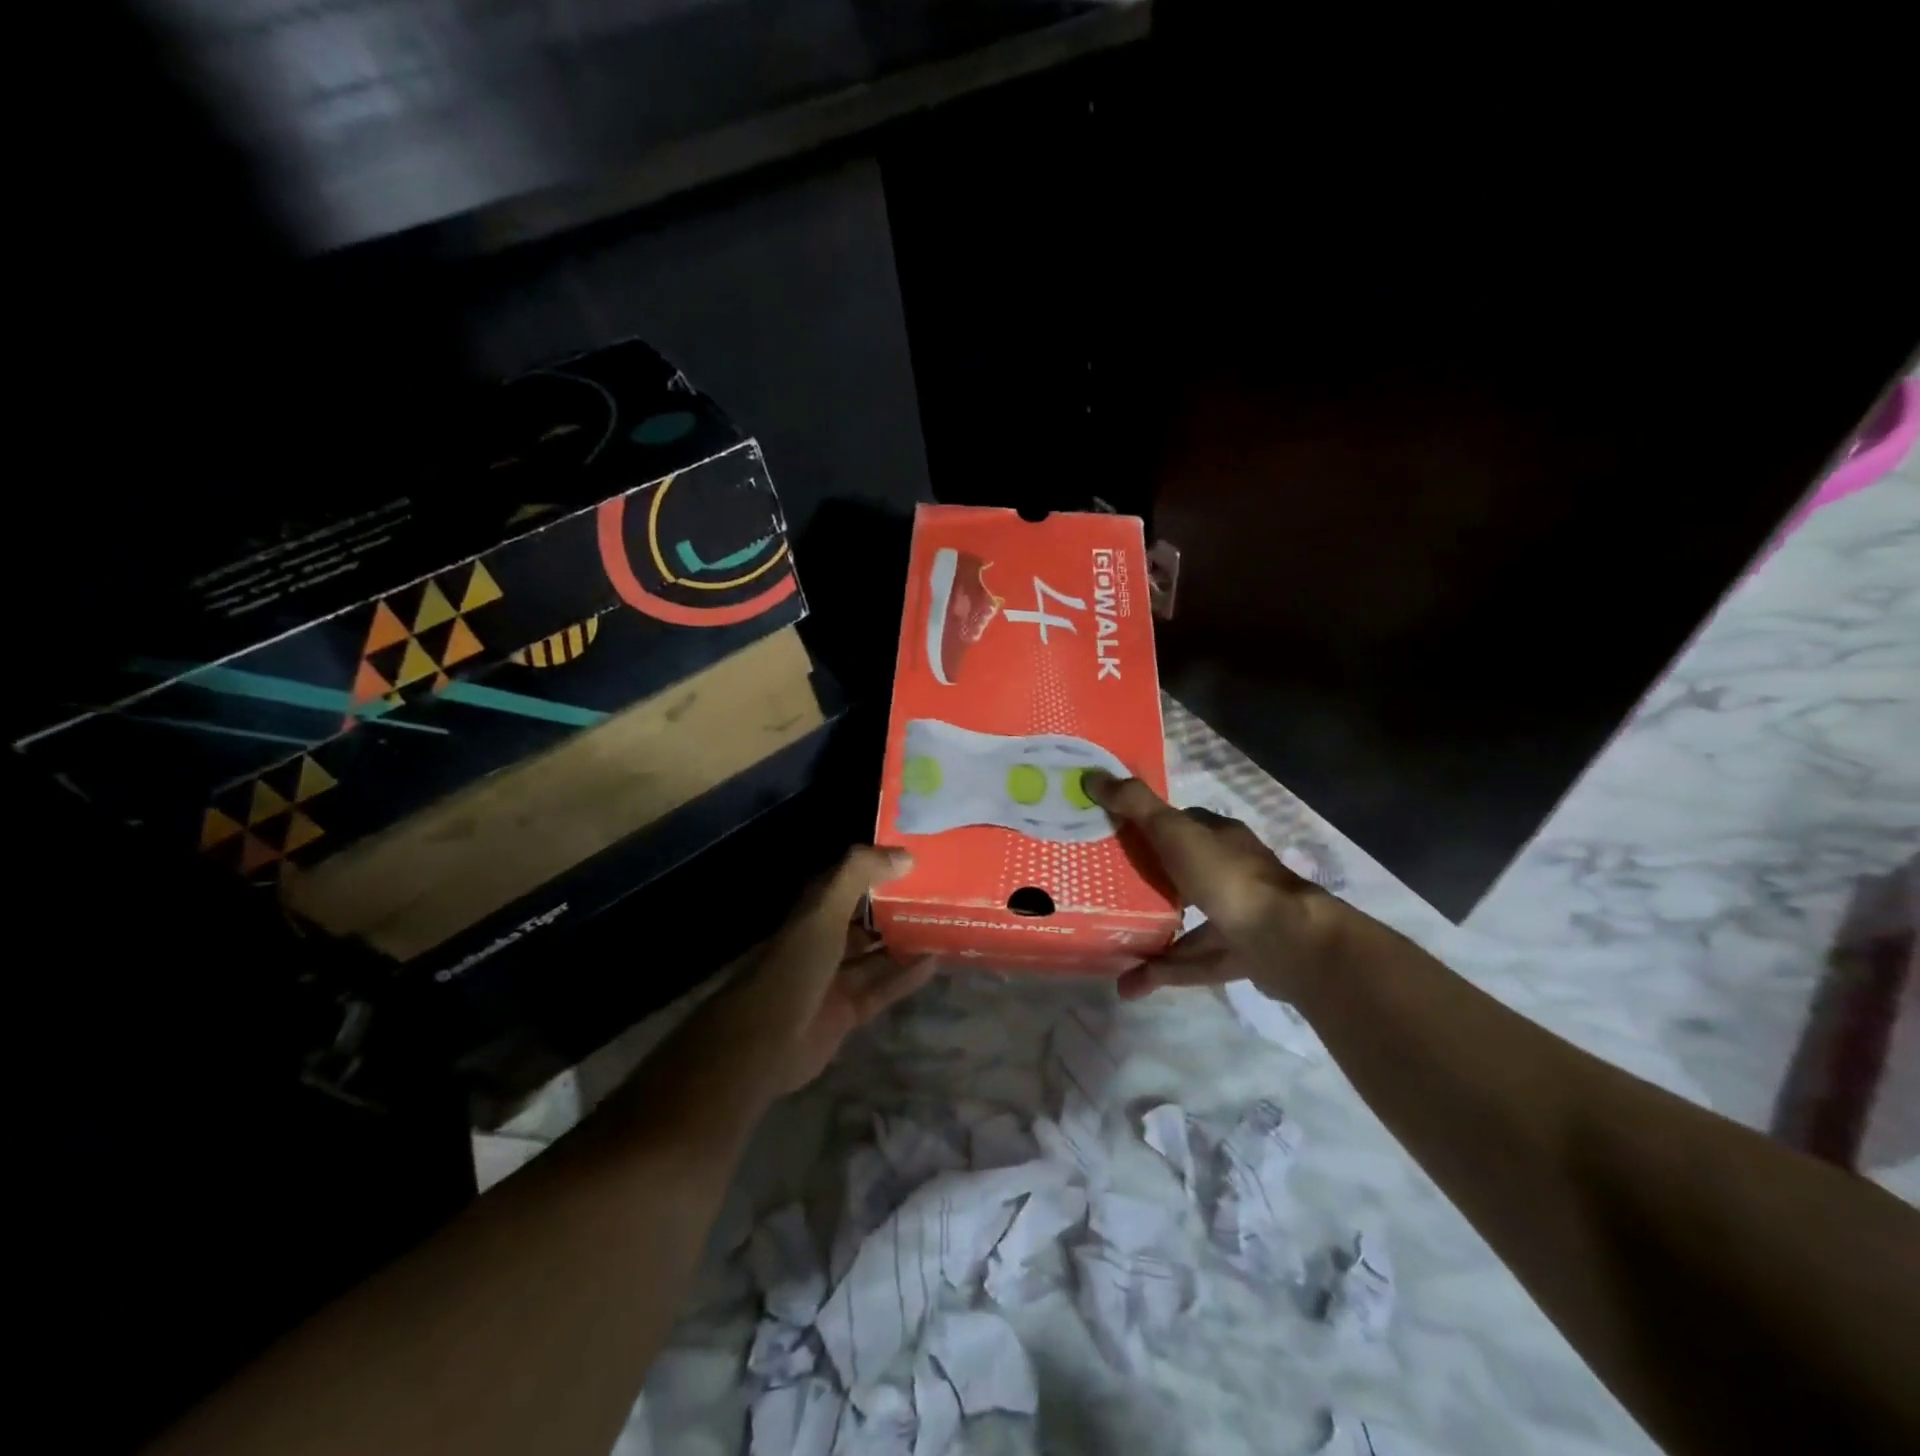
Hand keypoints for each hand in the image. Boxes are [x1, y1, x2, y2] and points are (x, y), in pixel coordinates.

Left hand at [706, 846, 933, 1097]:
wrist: (764, 1043)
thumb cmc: (794, 967)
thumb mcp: (824, 912)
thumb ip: (858, 875)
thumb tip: (904, 854)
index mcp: (814, 913)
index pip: (848, 880)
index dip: (877, 867)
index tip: (915, 856)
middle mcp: (824, 941)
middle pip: (865, 918)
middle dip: (897, 905)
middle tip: (940, 892)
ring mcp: (836, 978)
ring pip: (877, 954)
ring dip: (906, 941)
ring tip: (944, 925)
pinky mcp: (848, 1011)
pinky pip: (883, 988)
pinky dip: (907, 976)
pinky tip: (936, 963)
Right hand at [1083, 771, 1345, 1001]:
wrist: (1287, 941)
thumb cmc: (1227, 877)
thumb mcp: (1174, 832)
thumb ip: (1135, 806)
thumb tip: (1092, 777)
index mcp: (1220, 838)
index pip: (1180, 825)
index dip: (1146, 827)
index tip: (1109, 836)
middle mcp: (1231, 872)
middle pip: (1181, 872)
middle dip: (1145, 881)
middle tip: (1103, 890)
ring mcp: (1238, 915)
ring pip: (1186, 921)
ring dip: (1149, 933)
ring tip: (1110, 943)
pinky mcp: (1239, 955)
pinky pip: (1192, 963)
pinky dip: (1162, 972)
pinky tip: (1128, 984)